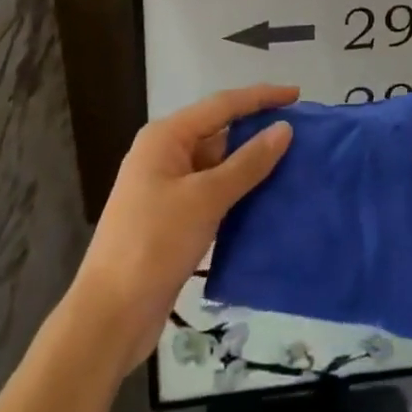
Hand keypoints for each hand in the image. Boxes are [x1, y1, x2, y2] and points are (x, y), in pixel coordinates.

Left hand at [74, 84, 296, 371]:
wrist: (109, 317)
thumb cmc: (153, 244)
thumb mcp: (205, 199)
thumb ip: (247, 163)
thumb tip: (284, 129)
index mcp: (166, 137)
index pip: (222, 105)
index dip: (261, 97)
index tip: (297, 94)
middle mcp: (164, 154)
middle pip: (219, 131)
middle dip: (257, 131)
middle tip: (302, 134)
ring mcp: (167, 187)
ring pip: (218, 164)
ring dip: (251, 165)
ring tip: (294, 165)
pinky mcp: (172, 218)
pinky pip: (212, 192)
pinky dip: (238, 192)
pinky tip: (267, 200)